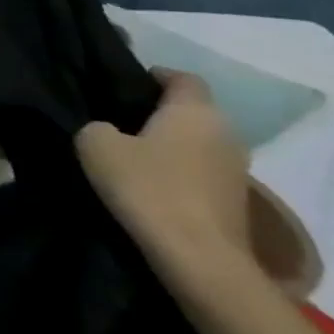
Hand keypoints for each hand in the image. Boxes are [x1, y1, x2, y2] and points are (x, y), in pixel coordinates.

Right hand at [77, 69, 252, 278]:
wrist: (199, 258)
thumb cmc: (147, 187)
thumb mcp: (95, 144)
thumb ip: (97, 126)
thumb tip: (107, 130)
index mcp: (195, 111)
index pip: (183, 77)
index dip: (155, 75)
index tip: (125, 85)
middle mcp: (226, 133)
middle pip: (193, 111)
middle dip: (161, 112)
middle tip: (120, 119)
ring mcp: (237, 170)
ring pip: (199, 143)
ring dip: (172, 145)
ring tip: (133, 154)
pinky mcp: (237, 201)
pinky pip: (203, 172)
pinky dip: (181, 172)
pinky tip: (153, 184)